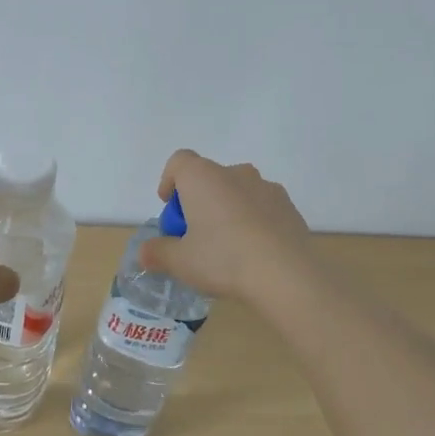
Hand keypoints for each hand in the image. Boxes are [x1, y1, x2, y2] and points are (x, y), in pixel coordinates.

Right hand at [139, 151, 314, 303]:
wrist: (286, 274)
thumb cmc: (223, 259)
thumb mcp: (181, 262)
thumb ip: (158, 253)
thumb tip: (145, 253)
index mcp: (203, 177)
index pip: (179, 161)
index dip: (169, 181)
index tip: (170, 208)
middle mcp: (235, 173)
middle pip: (208, 178)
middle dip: (198, 201)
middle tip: (194, 236)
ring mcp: (267, 187)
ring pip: (237, 192)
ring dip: (227, 210)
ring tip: (227, 247)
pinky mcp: (289, 206)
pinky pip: (262, 207)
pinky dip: (253, 222)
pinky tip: (254, 253)